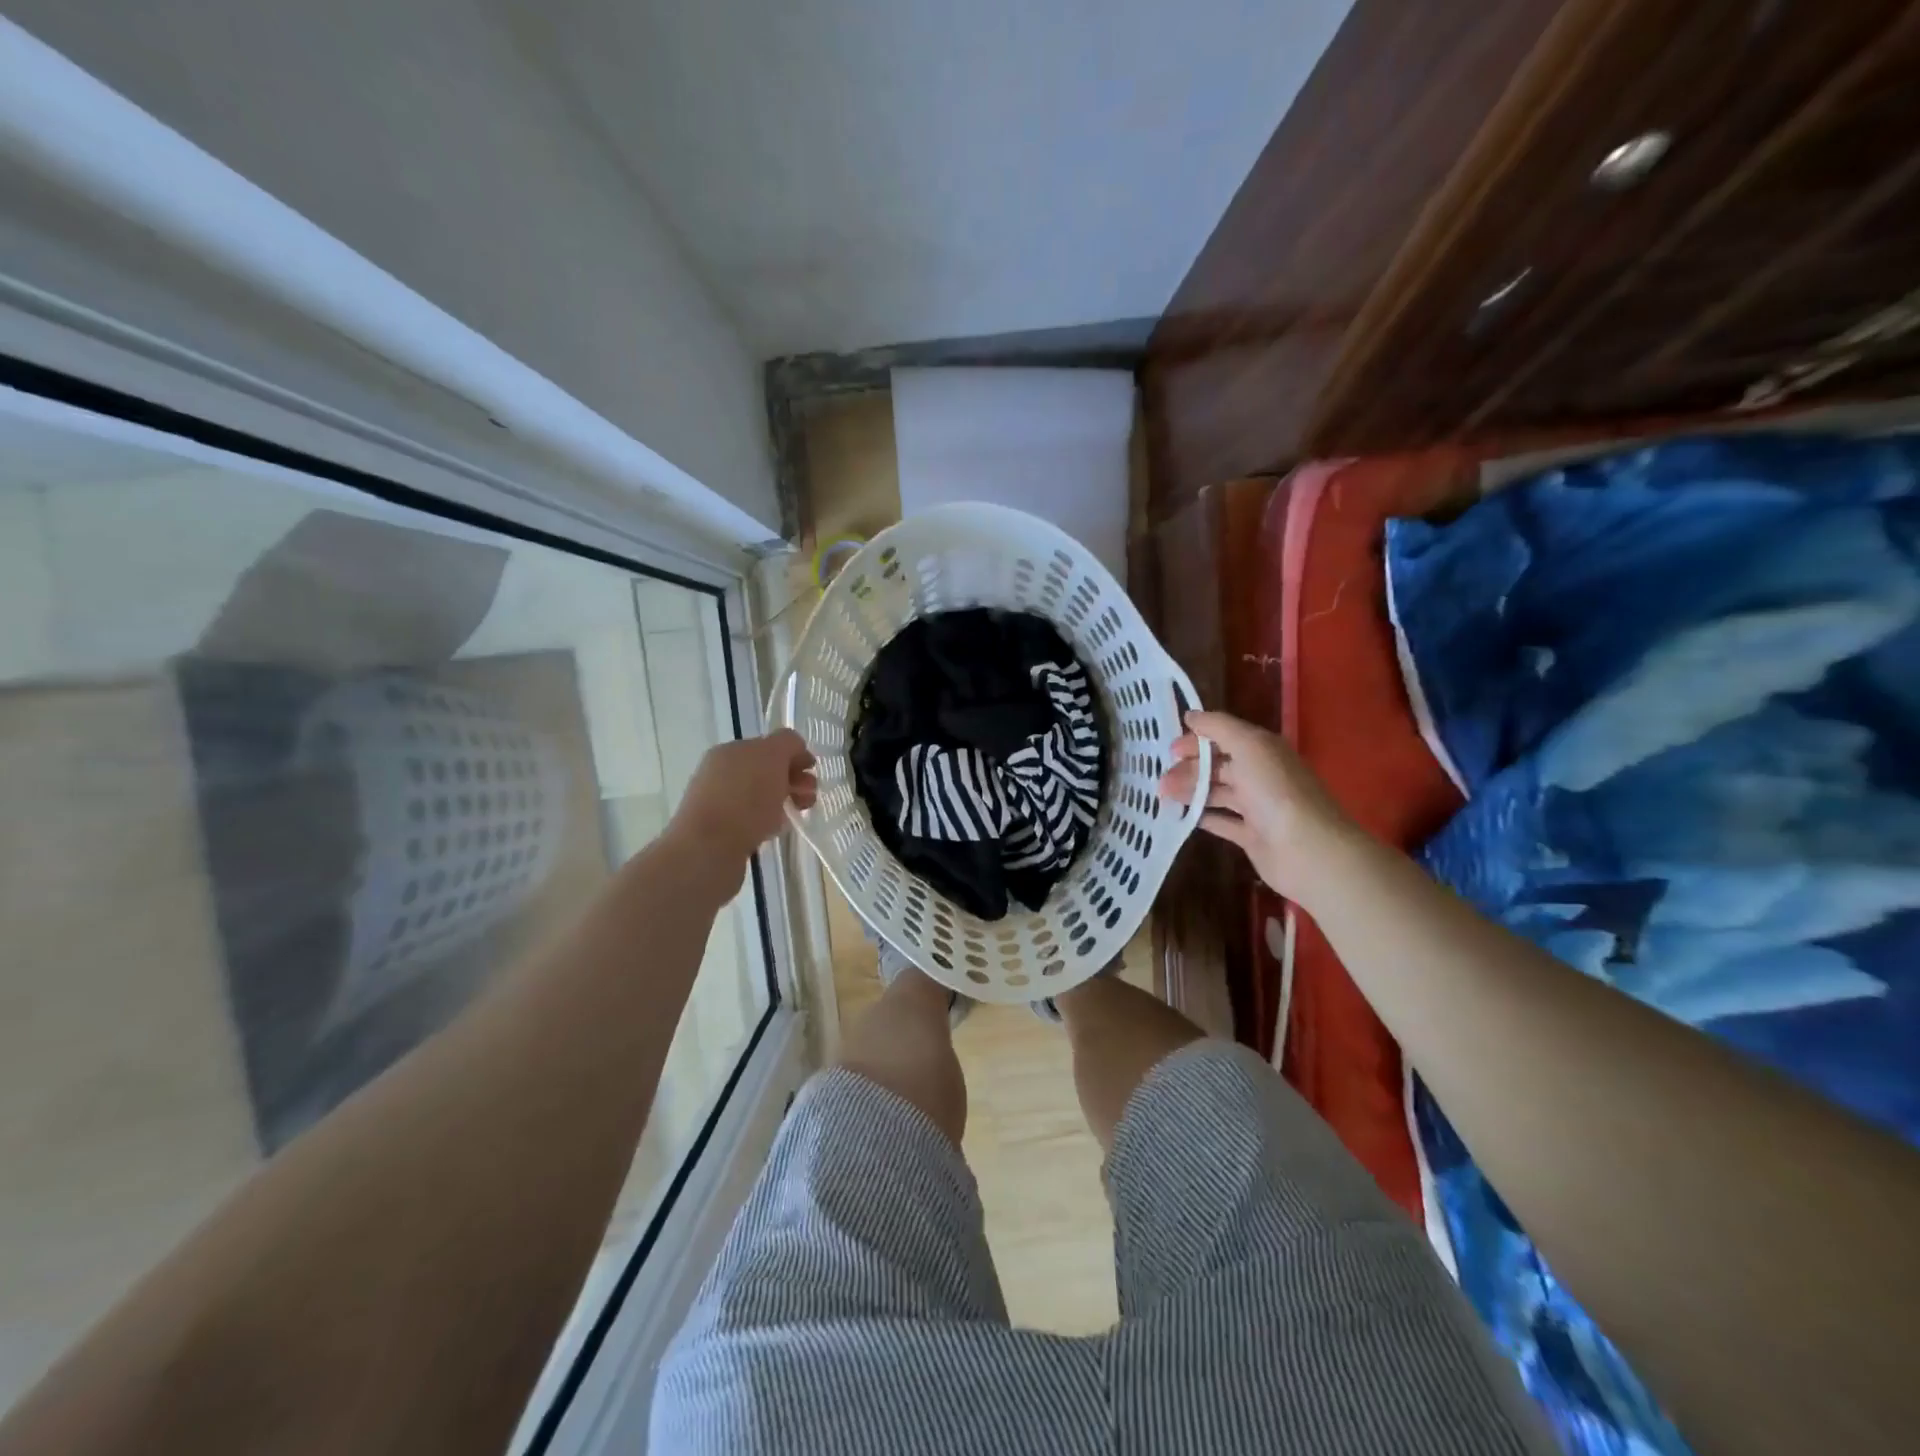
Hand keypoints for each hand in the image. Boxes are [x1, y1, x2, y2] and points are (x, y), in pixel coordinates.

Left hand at [668, 729, 817, 868]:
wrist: (708, 851)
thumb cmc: (744, 799)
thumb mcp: (772, 757)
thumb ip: (787, 744)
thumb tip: (795, 750)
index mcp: (731, 750)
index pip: (770, 745)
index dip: (795, 755)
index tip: (812, 772)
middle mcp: (721, 772)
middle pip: (767, 770)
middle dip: (793, 779)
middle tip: (809, 796)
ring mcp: (719, 802)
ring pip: (761, 796)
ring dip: (784, 800)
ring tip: (797, 814)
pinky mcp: (721, 831)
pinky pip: (753, 818)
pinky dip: (769, 821)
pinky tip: (776, 830)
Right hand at [1158, 710, 1356, 900]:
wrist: (1307, 849)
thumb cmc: (1275, 791)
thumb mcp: (1248, 745)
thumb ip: (1219, 727)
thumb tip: (1191, 715)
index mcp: (1262, 750)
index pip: (1224, 737)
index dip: (1197, 740)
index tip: (1169, 750)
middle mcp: (1261, 774)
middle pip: (1218, 766)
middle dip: (1189, 768)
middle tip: (1160, 779)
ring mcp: (1257, 806)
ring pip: (1217, 793)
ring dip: (1190, 791)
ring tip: (1163, 797)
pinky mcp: (1252, 835)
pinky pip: (1222, 822)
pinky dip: (1202, 817)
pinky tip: (1180, 817)